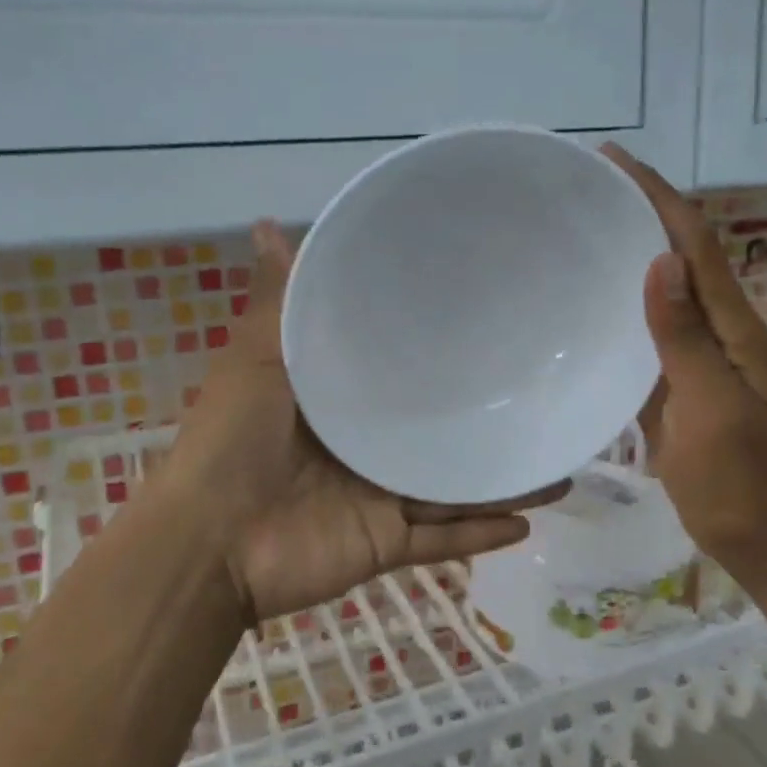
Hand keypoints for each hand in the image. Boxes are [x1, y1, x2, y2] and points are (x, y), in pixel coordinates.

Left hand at [166, 221, 566, 626]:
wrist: (209, 542)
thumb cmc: (232, 441)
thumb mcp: (257, 359)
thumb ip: (279, 301)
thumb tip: (268, 222)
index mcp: (339, 403)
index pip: (397, 372)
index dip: (438, 352)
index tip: (488, 323)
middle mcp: (365, 449)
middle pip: (435, 433)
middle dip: (483, 420)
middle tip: (541, 394)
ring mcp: (378, 499)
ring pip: (453, 487)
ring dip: (501, 481)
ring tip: (557, 464)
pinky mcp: (387, 544)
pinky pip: (444, 540)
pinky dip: (482, 535)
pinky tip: (530, 524)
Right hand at [603, 146, 766, 577]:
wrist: (753, 533)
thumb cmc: (735, 477)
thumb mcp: (713, 408)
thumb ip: (685, 339)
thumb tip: (659, 262)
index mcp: (732, 326)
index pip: (695, 243)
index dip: (658, 196)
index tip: (612, 159)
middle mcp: (714, 328)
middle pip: (678, 253)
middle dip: (640, 209)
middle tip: (583, 186)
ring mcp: (692, 354)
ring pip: (659, 287)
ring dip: (627, 249)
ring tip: (577, 226)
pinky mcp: (669, 379)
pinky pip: (643, 328)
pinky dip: (617, 301)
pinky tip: (584, 299)